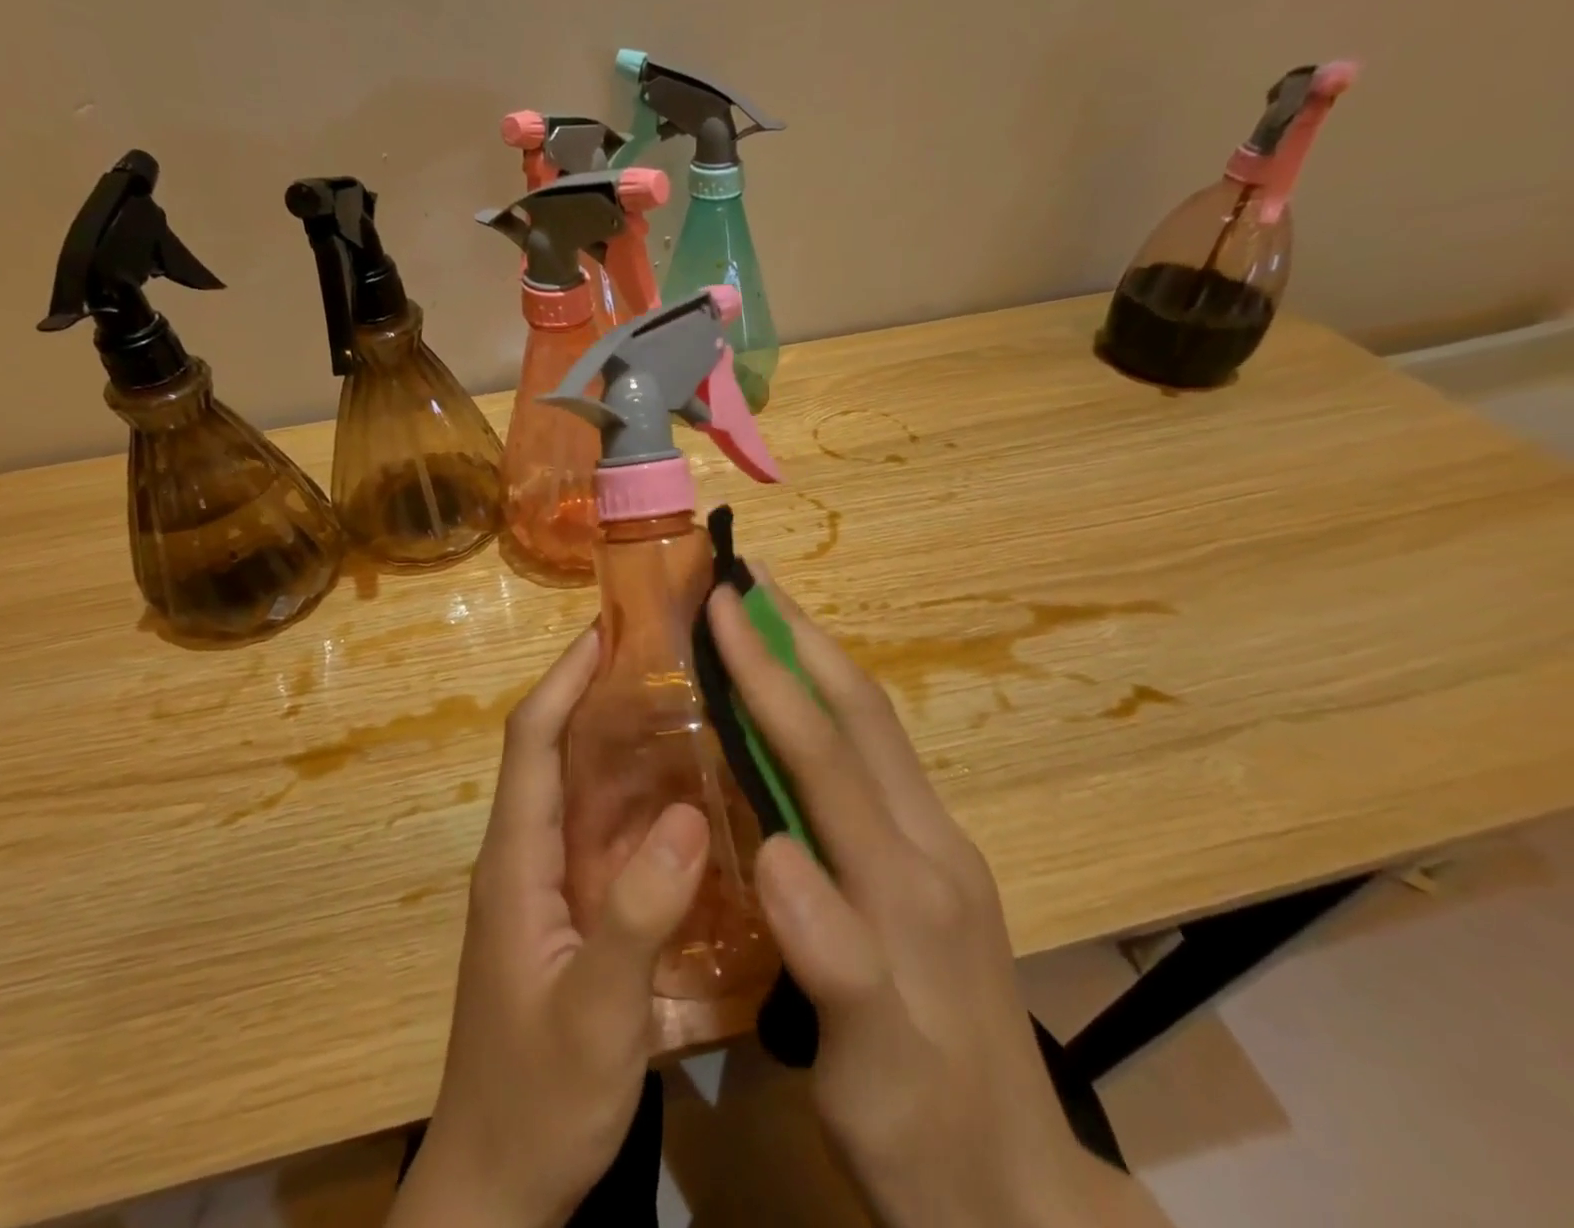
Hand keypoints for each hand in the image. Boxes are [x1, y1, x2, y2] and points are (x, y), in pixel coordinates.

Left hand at [387, 626, 710, 1227]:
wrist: (500, 1189)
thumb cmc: (538, 1098)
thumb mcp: (596, 1012)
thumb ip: (639, 914)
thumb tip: (691, 816)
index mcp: (517, 859)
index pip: (532, 742)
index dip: (565, 680)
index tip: (606, 631)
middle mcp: (528, 856)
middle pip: (557, 753)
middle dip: (598, 696)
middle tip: (664, 658)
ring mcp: (549, 886)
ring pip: (583, 793)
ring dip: (622, 745)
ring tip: (686, 707)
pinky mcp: (571, 914)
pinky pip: (604, 837)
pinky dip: (638, 803)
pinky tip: (688, 800)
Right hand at [708, 578, 1170, 1227]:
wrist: (1019, 1200)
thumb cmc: (924, 1136)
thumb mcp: (870, 1069)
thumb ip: (831, 957)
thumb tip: (772, 853)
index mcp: (906, 881)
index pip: (825, 751)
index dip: (769, 672)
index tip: (723, 604)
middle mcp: (929, 843)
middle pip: (863, 714)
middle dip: (802, 635)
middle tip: (750, 577)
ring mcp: (939, 849)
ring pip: (875, 728)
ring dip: (819, 661)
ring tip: (771, 616)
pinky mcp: (937, 865)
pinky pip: (876, 760)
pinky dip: (831, 708)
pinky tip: (801, 706)